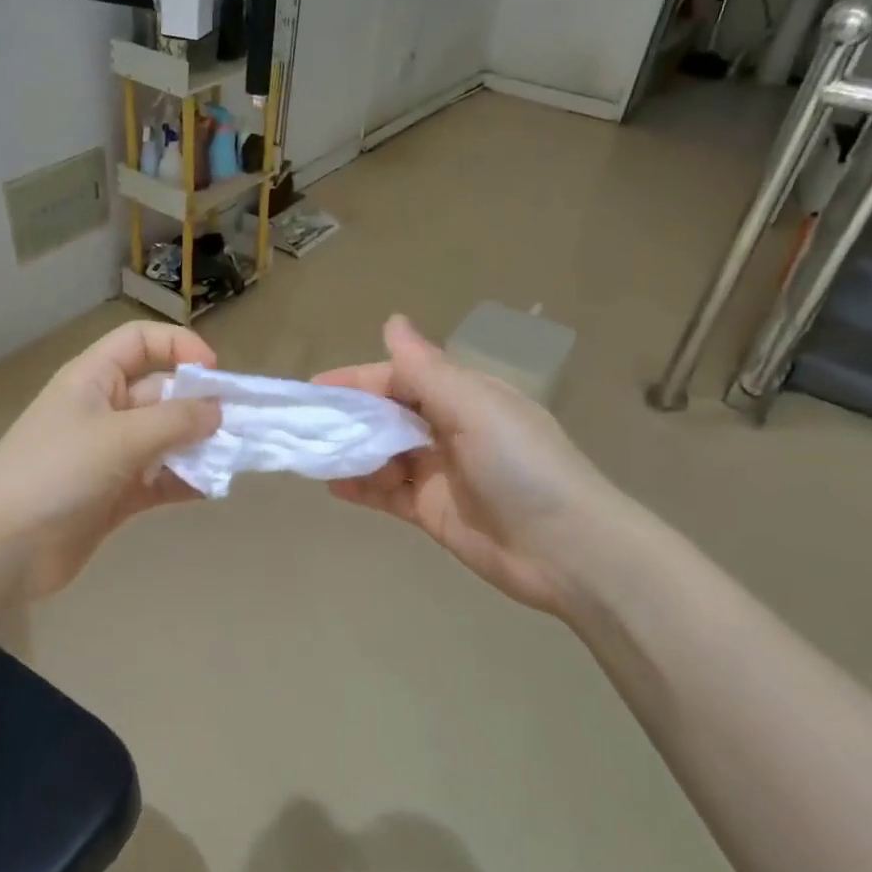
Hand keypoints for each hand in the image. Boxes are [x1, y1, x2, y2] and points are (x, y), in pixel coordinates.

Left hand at [0, 322, 221, 600]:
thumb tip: (218, 411)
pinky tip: (210, 489)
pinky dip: (184, 482)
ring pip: (165, 440)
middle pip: (161, 393)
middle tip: (240, 425)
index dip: (178, 346)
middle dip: (199, 405)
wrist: (2, 548)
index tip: (214, 374)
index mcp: (94, 380)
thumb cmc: (56, 472)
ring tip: (233, 459)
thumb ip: (175, 421)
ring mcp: (109, 456)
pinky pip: (160, 480)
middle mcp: (104, 411)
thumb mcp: (119, 437)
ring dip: (198, 446)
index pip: (140, 342)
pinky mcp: (115, 496)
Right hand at [314, 315, 630, 623]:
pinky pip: (388, 493)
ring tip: (314, 457)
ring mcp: (439, 472)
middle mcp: (448, 428)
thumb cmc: (522, 465)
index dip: (357, 381)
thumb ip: (425, 369)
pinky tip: (333, 487)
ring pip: (384, 454)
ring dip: (352, 453)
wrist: (567, 550)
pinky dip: (362, 489)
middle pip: (388, 416)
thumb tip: (393, 321)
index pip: (399, 378)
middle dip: (349, 418)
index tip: (314, 389)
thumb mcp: (473, 407)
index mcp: (462, 396)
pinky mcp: (432, 511)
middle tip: (304, 426)